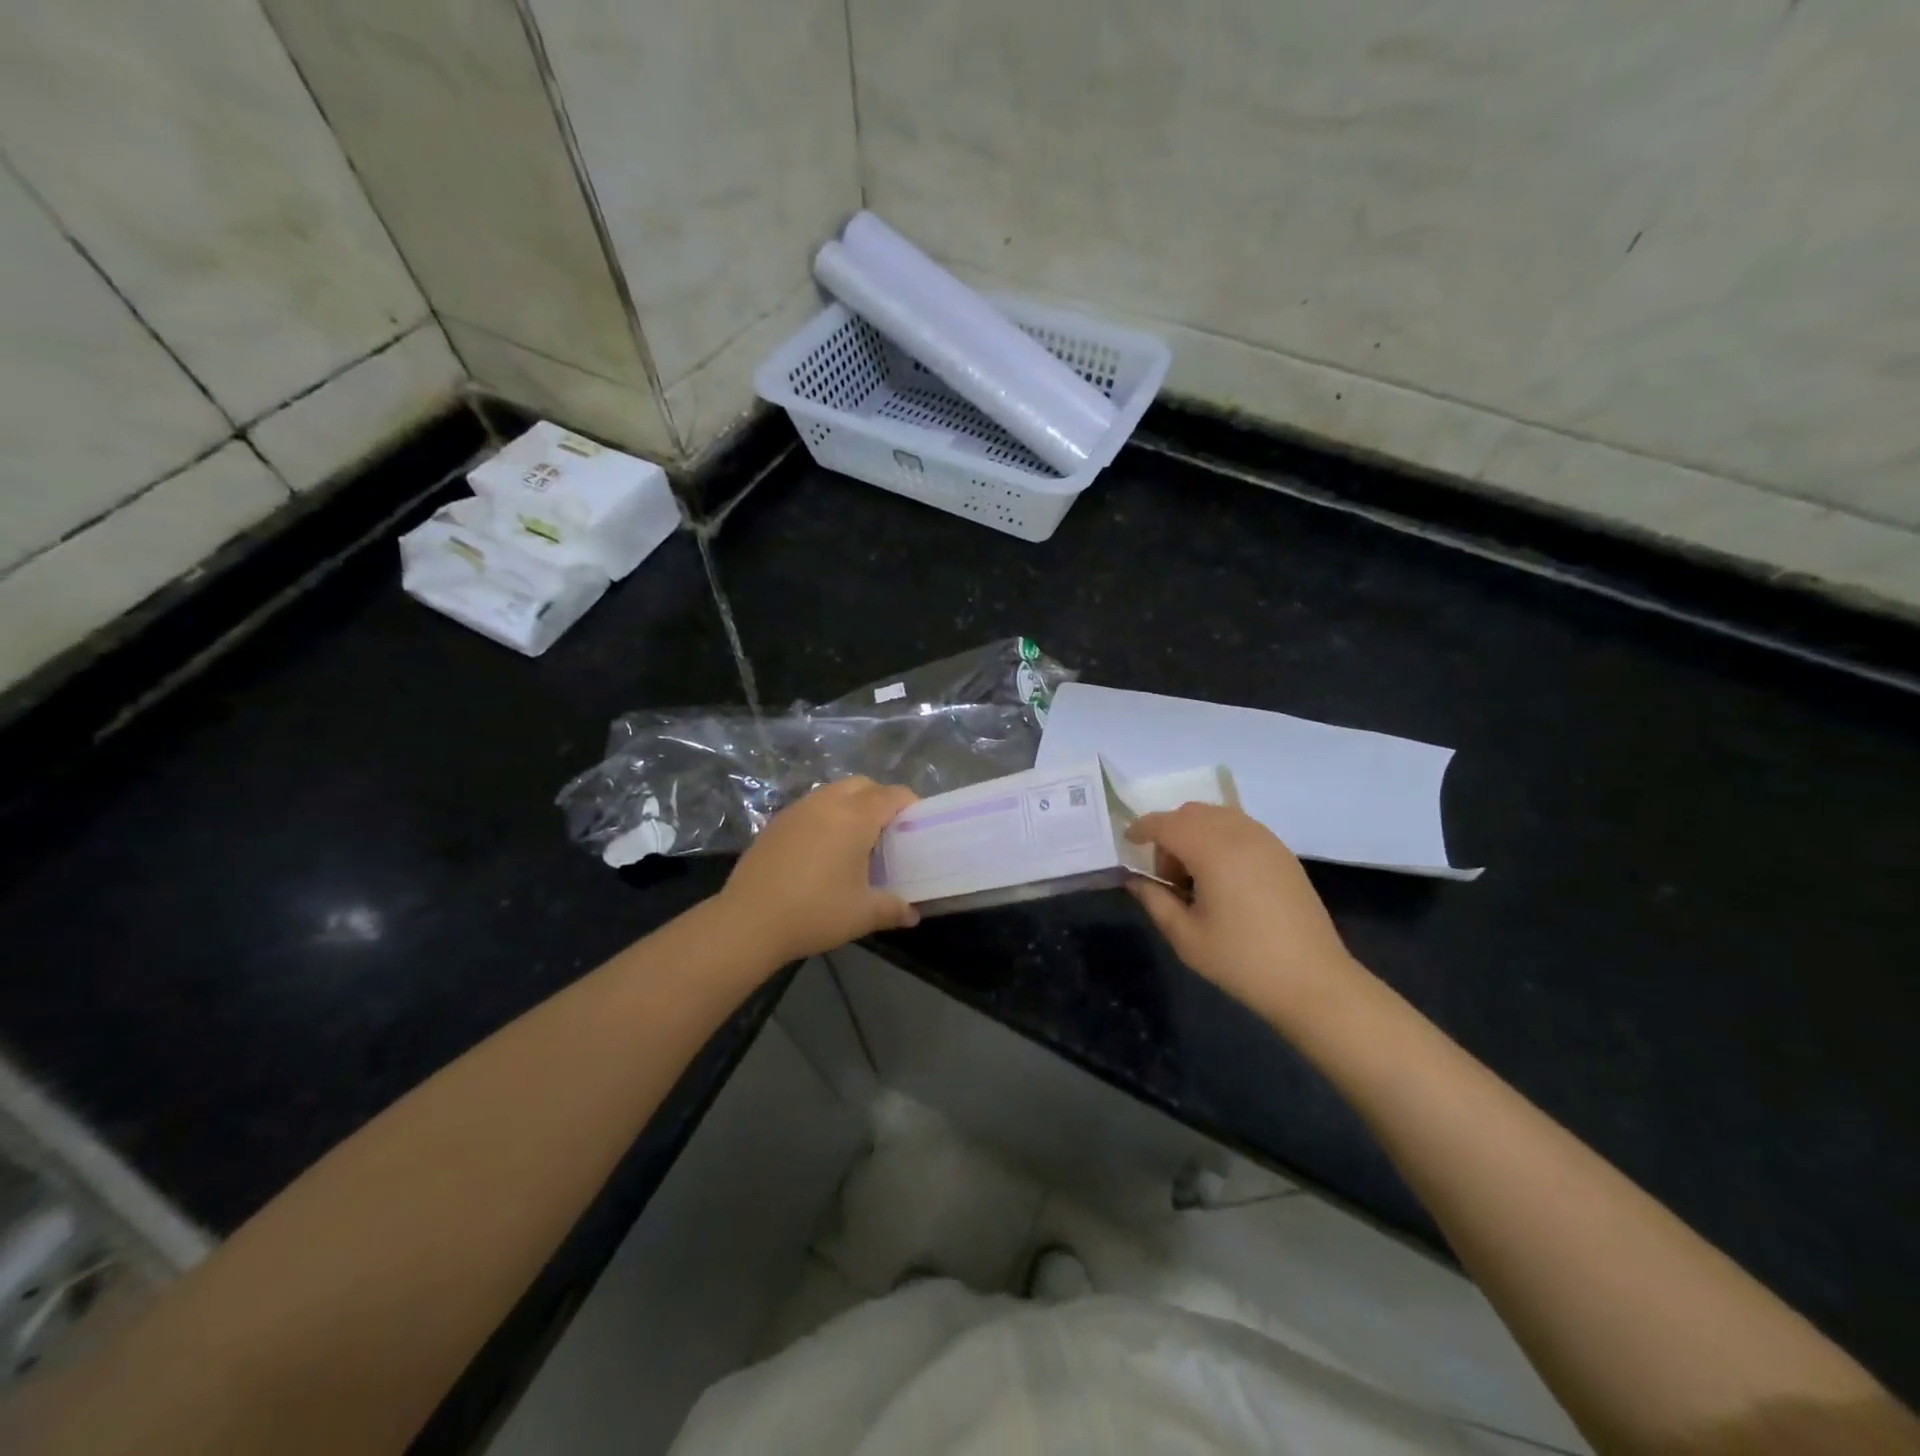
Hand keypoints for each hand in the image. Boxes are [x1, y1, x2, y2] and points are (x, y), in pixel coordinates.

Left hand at [718, 776, 919, 963]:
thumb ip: (893, 909)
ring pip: (833, 792)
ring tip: (854, 838)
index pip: (891, 795)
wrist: (748, 922)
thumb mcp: (862, 915)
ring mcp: (797, 810)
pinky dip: (824, 816)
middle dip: (880, 799)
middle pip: (862, 785)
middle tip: (887, 830)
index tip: (917, 823)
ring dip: (850, 804)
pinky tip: (821, 849)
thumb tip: (912, 914)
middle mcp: (827, 804)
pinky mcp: (775, 823)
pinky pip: (810, 807)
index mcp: (855, 818)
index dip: (909, 804)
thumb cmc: (815, 912)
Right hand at [1125, 803, 1364, 1022]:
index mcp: (1213, 850)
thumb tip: (1136, 880)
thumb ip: (1155, 900)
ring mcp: (1266, 840)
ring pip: (1217, 815)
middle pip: (1191, 813)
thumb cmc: (1242, 960)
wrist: (1313, 981)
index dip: (1142, 828)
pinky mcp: (1282, 852)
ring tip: (1194, 877)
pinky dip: (1219, 837)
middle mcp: (1240, 833)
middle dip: (1169, 832)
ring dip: (1195, 833)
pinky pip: (1240, 827)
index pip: (1166, 823)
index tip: (1128, 842)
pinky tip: (1222, 876)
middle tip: (1165, 874)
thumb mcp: (1186, 936)